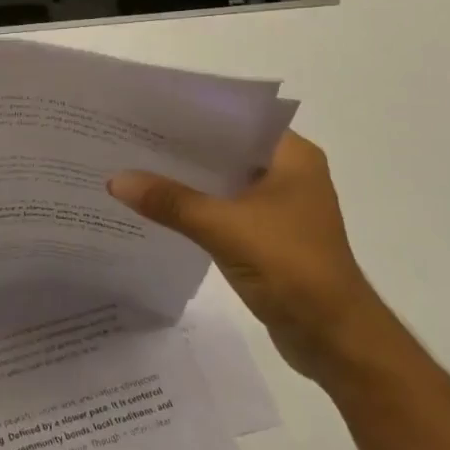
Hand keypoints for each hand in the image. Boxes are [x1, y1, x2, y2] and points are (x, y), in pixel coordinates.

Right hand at [108, 131, 388, 381]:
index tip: (147, 110)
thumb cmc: (291, 268)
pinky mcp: (267, 234)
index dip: (191, 113)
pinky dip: (194, 205)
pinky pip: (222, 207)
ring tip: (134, 165)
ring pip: (221, 179)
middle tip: (130, 135)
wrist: (335, 339)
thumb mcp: (223, 228)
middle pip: (225, 149)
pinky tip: (157, 204)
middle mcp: (288, 173)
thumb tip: (115, 180)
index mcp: (292, 156)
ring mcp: (278, 205)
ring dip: (186, 178)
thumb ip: (170, 201)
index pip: (235, 119)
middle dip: (181, 146)